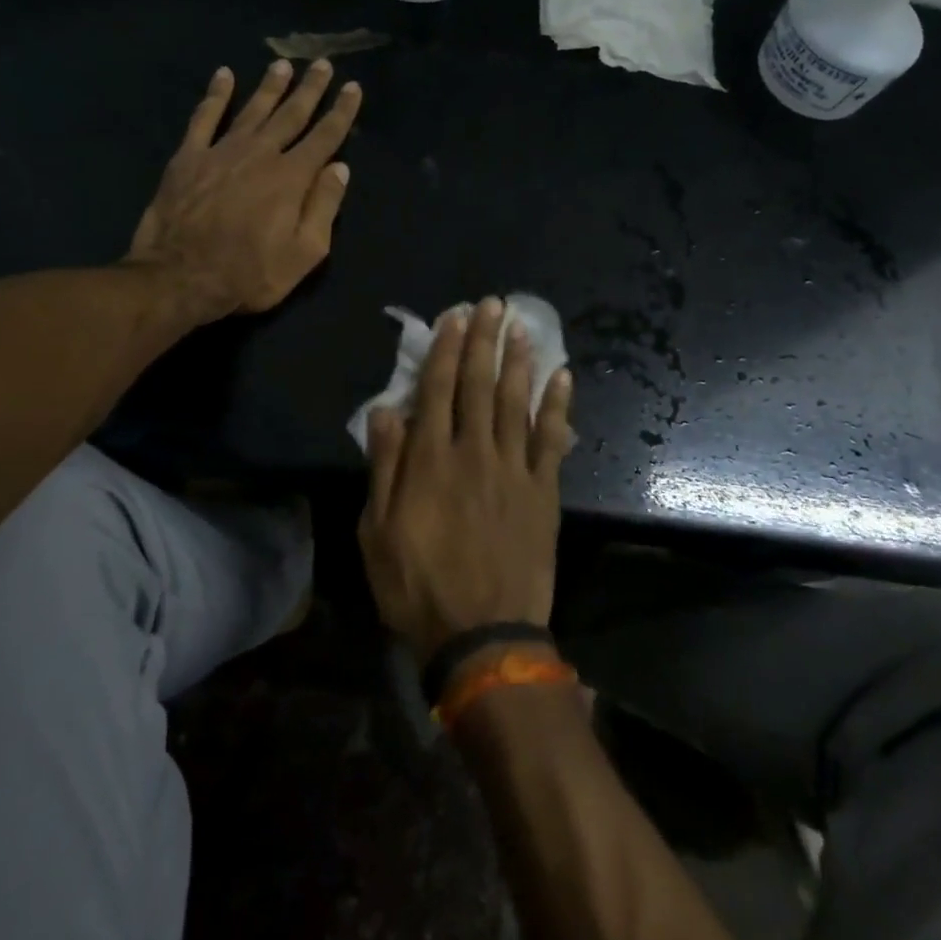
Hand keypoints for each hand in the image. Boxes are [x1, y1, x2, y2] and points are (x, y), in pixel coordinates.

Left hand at [127, 60, 361, 317]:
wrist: (179, 277)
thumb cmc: (250, 274)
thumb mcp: (304, 253)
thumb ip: (324, 207)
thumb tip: (340, 168)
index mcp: (292, 178)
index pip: (324, 136)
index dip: (342, 111)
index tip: (353, 87)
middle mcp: (260, 154)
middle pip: (291, 114)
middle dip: (310, 89)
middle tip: (322, 63)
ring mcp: (221, 152)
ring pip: (252, 109)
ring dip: (270, 86)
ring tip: (283, 65)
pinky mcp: (188, 157)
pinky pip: (204, 118)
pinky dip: (215, 95)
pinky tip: (223, 76)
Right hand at [358, 299, 574, 662]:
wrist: (482, 634)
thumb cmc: (419, 586)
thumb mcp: (378, 532)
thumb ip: (385, 466)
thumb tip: (385, 410)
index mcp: (431, 460)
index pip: (437, 389)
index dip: (446, 349)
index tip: (455, 316)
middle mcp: (474, 452)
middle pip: (478, 385)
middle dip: (483, 341)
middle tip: (492, 305)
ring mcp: (513, 469)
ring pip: (515, 402)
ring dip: (519, 360)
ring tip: (521, 326)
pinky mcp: (543, 490)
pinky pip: (552, 439)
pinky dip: (557, 406)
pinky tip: (562, 376)